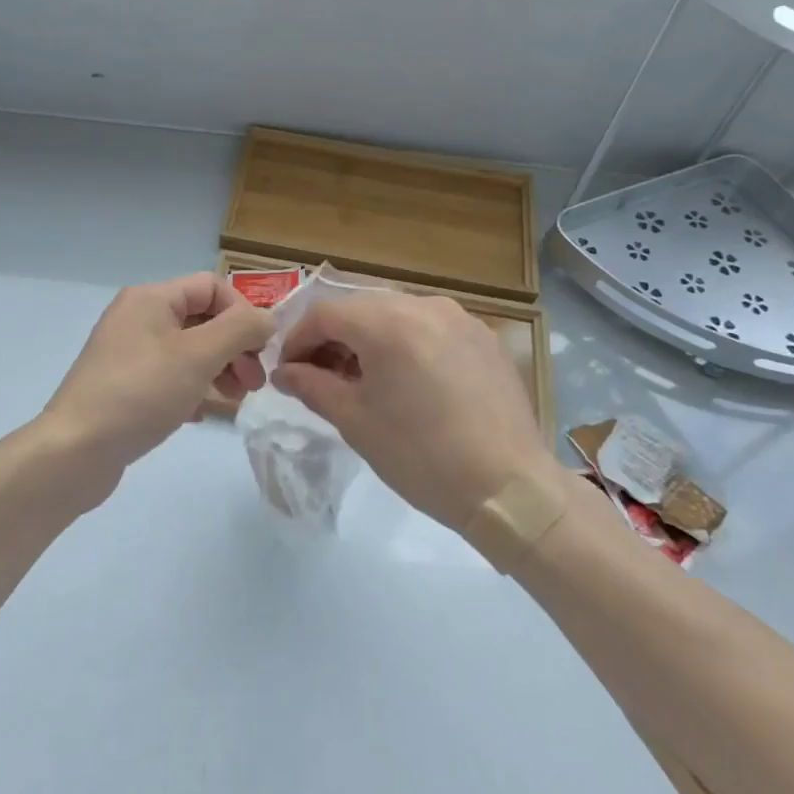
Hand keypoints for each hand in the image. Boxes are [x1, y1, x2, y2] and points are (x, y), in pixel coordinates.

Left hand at [37, 273, 273, 496]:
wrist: (75, 451)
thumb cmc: (141, 393)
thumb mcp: (199, 356)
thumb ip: (240, 329)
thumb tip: (267, 319)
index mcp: (151, 298)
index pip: (212, 286)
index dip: (243, 312)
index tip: (260, 350)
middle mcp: (137, 317)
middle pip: (202, 318)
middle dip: (235, 346)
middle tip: (255, 382)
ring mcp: (127, 352)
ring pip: (188, 349)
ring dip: (220, 368)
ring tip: (236, 399)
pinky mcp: (123, 385)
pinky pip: (170, 375)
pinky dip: (193, 388)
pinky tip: (202, 414)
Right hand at [272, 292, 553, 530]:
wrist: (509, 488)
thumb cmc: (421, 456)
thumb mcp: (356, 422)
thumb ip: (312, 386)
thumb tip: (285, 372)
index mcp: (387, 323)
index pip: (325, 313)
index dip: (297, 339)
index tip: (287, 370)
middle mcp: (423, 305)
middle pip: (361, 308)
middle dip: (333, 337)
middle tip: (320, 376)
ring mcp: (459, 318)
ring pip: (397, 314)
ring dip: (370, 338)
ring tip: (363, 379)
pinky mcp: (483, 337)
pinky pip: (430, 327)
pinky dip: (406, 343)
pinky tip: (408, 381)